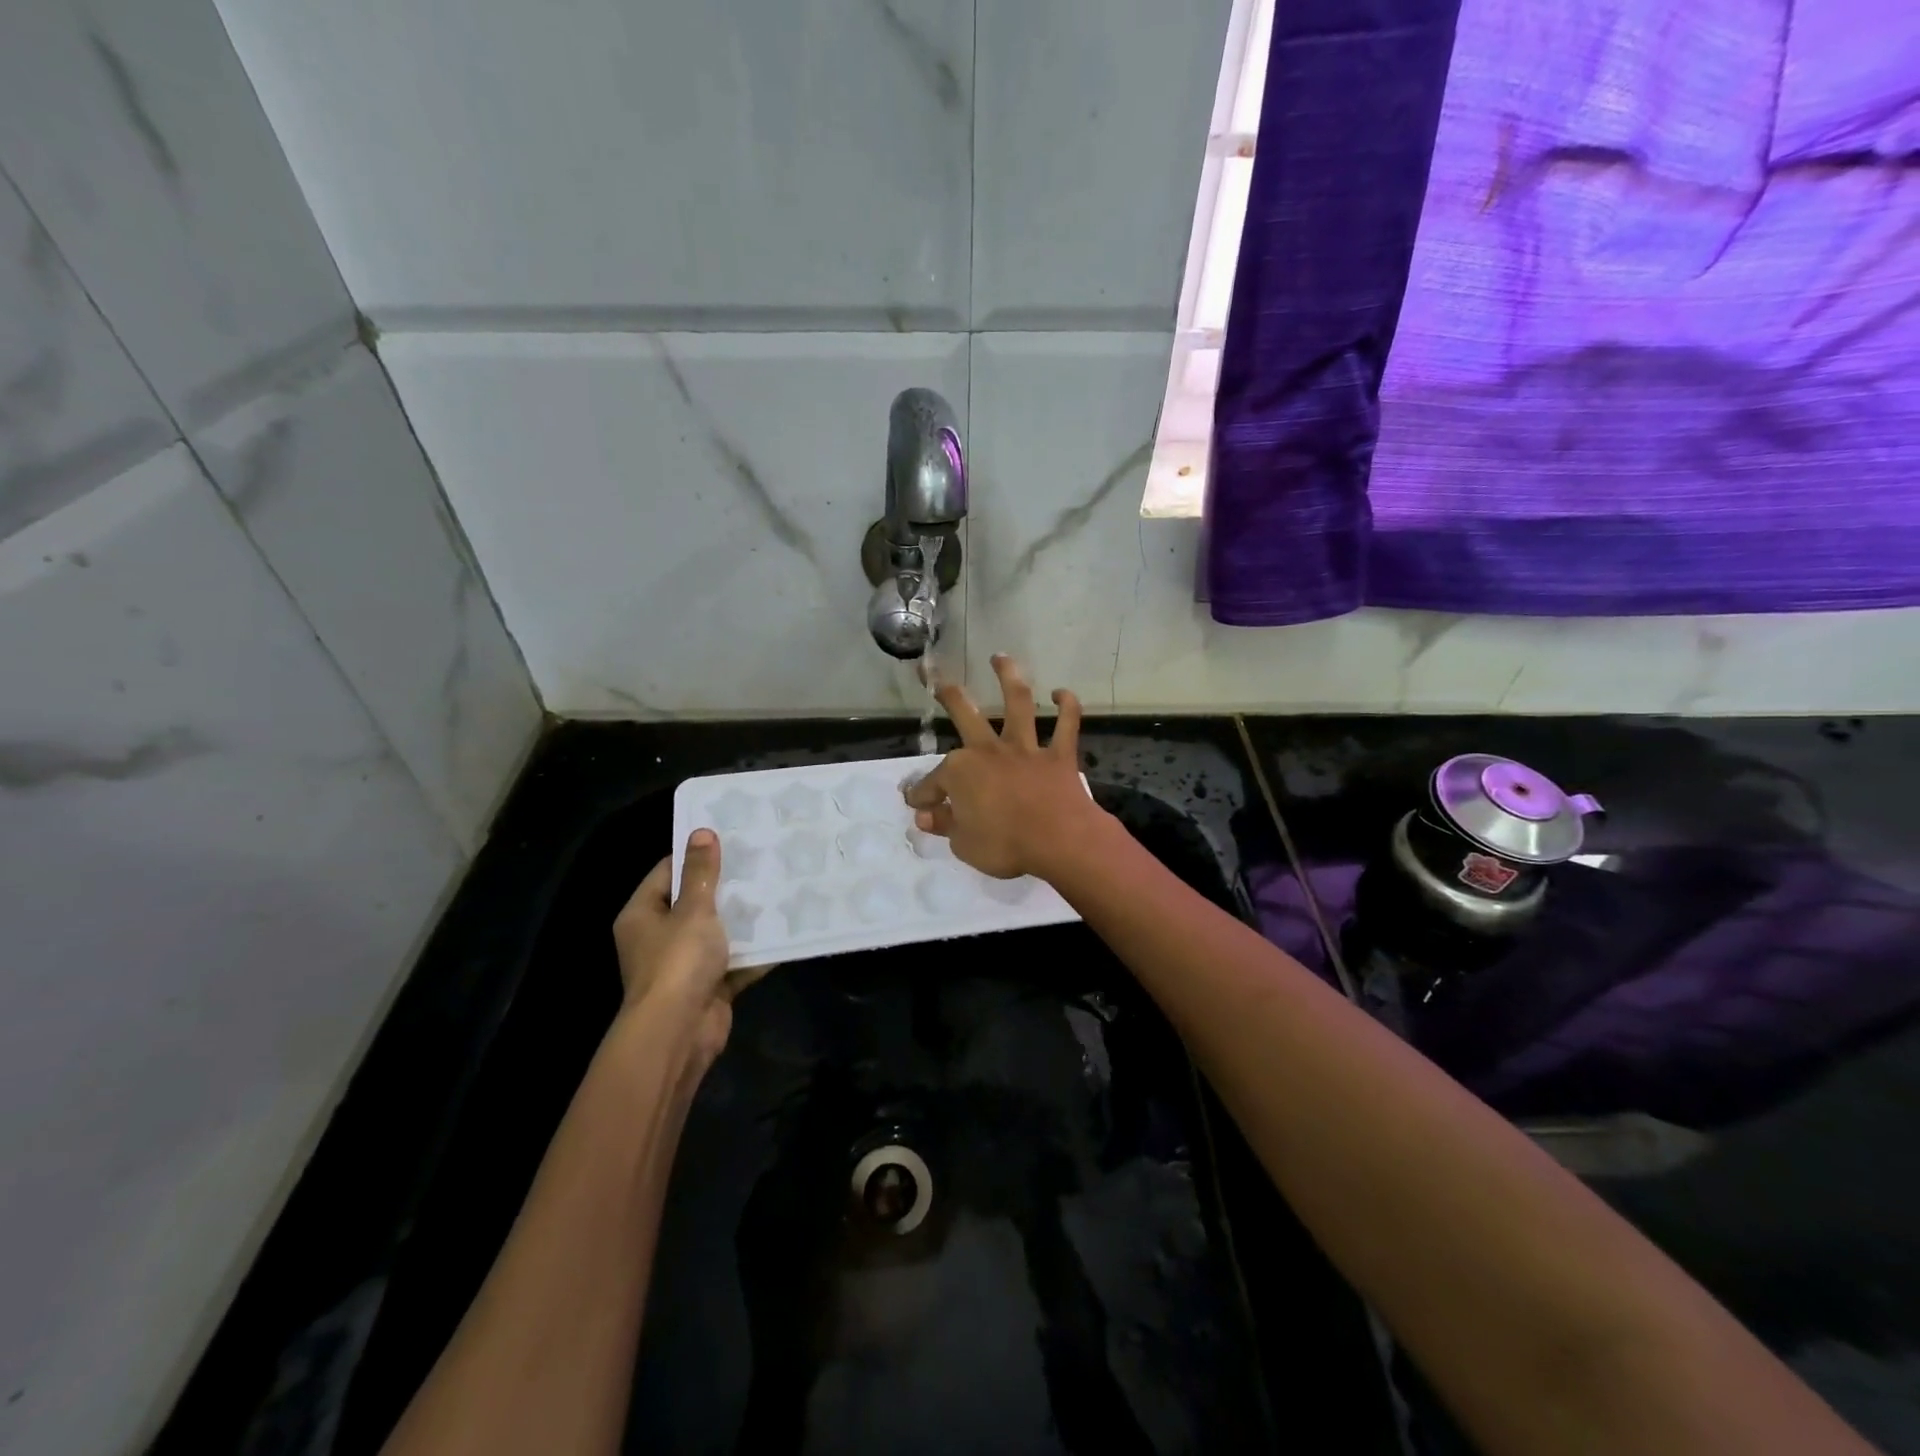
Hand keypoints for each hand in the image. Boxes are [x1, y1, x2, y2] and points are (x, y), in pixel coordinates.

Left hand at [612, 830, 767, 1066]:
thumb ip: (701, 872)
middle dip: (726, 887)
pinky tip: (783, 931)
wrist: (679, 1032)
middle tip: (760, 861)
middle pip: (693, 903)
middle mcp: (658, 938)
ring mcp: (683, 965)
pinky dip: (754, 952)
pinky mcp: (708, 987)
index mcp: (642, 915)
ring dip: (743, 920)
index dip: (695, 856)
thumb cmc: (678, 962)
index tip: (729, 839)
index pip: (667, 873)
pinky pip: (734, 962)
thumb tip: (702, 831)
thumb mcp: (693, 909)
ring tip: (776, 890)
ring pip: (717, 933)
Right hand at [904, 654, 1107, 879]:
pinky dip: (1067, 707)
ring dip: (1008, 678)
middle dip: (949, 694)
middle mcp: (989, 750)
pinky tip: (1062, 693)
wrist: (1059, 841)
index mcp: (961, 772)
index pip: (933, 783)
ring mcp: (1025, 749)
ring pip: (1017, 704)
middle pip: (965, 715)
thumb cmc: (1005, 845)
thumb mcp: (964, 844)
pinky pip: (1066, 725)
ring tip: (1000, 658)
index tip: (918, 805)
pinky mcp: (1058, 755)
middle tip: (937, 677)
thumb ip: (945, 825)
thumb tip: (925, 815)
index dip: (923, 795)